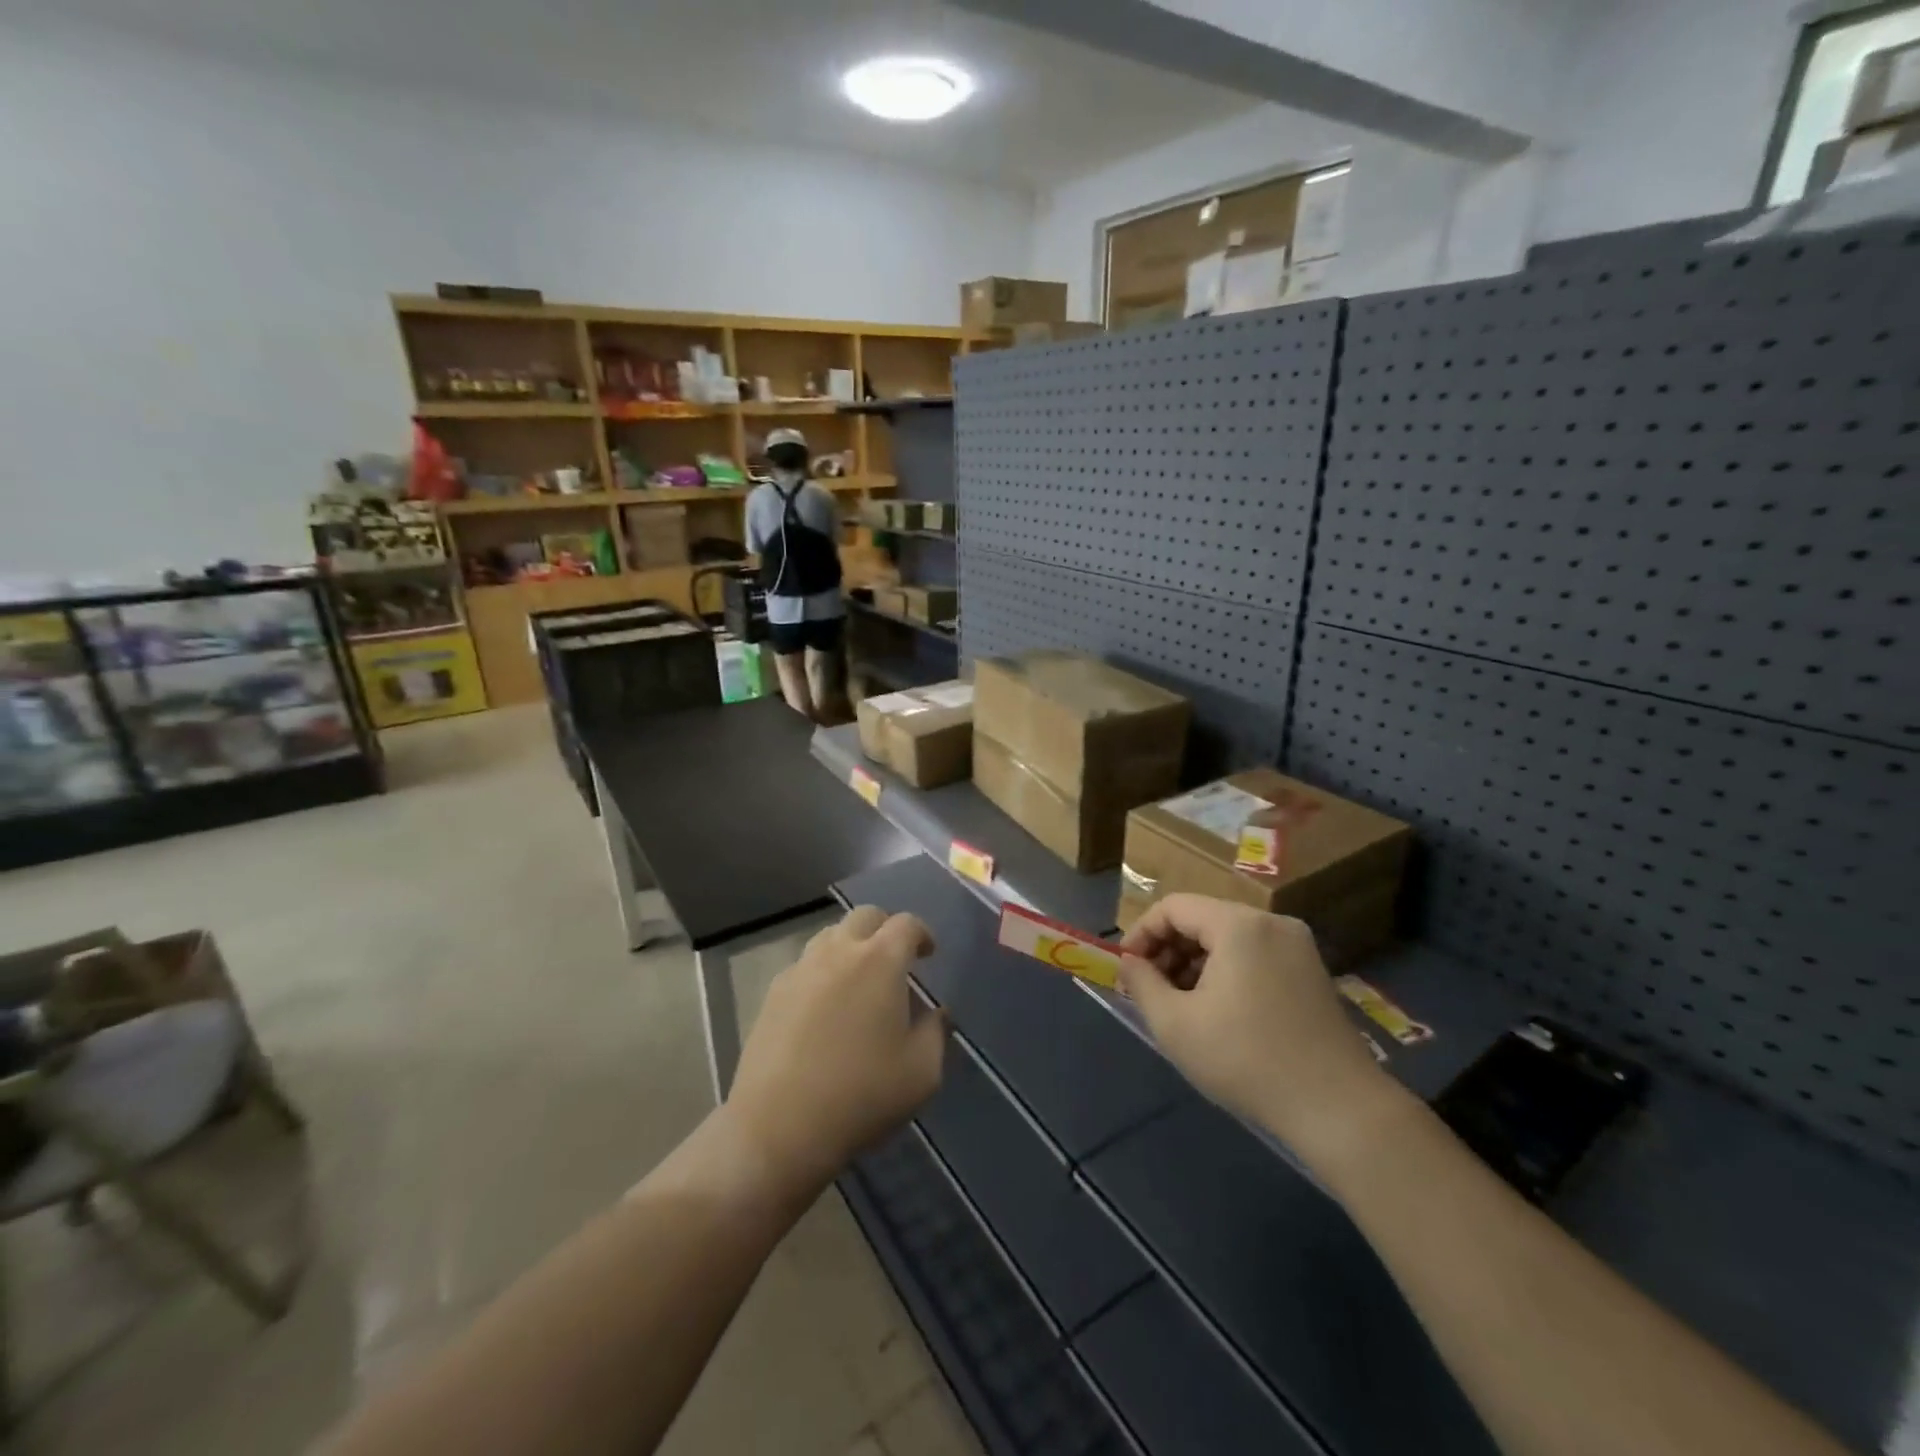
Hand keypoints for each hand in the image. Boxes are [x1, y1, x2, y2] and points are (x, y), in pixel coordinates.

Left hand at [725, 906, 948, 1196]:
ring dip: (851, 945)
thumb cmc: (861, 1095)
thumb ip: (936, 1032)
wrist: (780, 1127)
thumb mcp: (922, 1072)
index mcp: (880, 961)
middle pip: (865, 916)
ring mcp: (801, 969)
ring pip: (830, 935)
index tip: (928, 954)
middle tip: (895, 959)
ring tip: (860, 979)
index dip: (922, 934)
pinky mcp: (773, 992)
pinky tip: (826, 1006)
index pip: (906, 924)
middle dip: (885, 929)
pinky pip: (806, 964)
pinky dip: (823, 971)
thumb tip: (936, 1013)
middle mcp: (839, 951)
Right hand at [1118, 895, 1396, 1156]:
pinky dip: (1226, 971)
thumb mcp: (1175, 1024)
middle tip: (1149, 990)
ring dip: (1195, 962)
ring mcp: (1297, 946)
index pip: (1173, 907)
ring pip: (1228, 938)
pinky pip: (1254, 955)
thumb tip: (1129, 963)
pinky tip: (1217, 1011)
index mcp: (1238, 925)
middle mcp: (1271, 922)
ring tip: (1180, 1004)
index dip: (1141, 933)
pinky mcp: (1311, 971)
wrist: (1339, 1109)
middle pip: (1202, 918)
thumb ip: (1141, 983)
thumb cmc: (1247, 1060)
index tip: (1126, 969)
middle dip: (1168, 950)